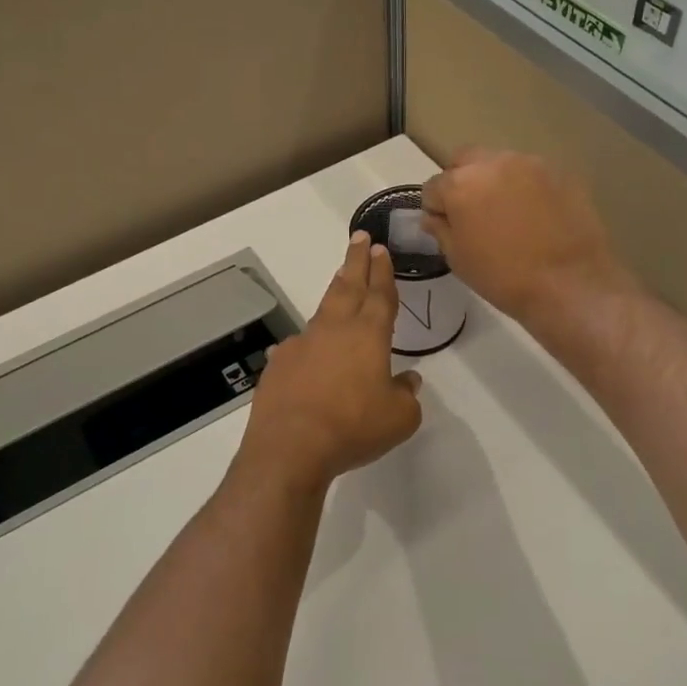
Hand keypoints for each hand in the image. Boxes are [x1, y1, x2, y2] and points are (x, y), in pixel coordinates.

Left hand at [236, 232, 423, 493]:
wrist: (290, 446)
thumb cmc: (353, 428)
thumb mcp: (399, 418)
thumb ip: (406, 395)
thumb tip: (407, 381)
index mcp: (368, 335)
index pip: (379, 294)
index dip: (382, 271)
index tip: (380, 249)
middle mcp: (334, 330)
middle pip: (348, 286)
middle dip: (356, 261)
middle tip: (359, 239)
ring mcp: (302, 344)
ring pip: (323, 310)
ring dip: (335, 292)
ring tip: (341, 280)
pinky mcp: (279, 364)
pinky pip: (300, 345)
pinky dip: (310, 342)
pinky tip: (309, 351)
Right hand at [420, 147, 630, 326]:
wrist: (569, 284)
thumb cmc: (503, 276)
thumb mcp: (458, 259)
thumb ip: (441, 230)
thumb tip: (435, 216)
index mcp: (461, 183)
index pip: (434, 186)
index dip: (435, 208)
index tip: (446, 227)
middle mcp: (493, 162)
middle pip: (465, 162)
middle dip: (461, 182)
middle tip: (472, 214)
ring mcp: (530, 164)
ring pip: (499, 164)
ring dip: (494, 182)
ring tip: (505, 214)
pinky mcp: (559, 173)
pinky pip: (530, 175)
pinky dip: (524, 188)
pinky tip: (534, 216)